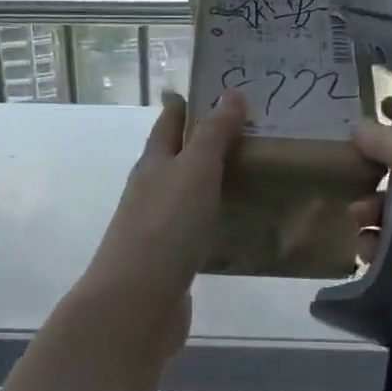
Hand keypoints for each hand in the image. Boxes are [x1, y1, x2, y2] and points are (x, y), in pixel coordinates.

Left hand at [77, 90, 247, 358]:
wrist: (136, 302)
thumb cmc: (166, 227)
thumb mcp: (195, 170)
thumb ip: (214, 134)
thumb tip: (232, 92)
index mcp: (153, 162)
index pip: (171, 120)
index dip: (192, 102)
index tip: (225, 88)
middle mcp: (152, 189)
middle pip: (178, 156)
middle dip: (209, 142)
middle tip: (254, 130)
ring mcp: (158, 226)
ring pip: (189, 193)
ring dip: (214, 181)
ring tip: (255, 172)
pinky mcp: (171, 258)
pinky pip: (197, 228)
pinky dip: (216, 218)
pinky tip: (238, 222)